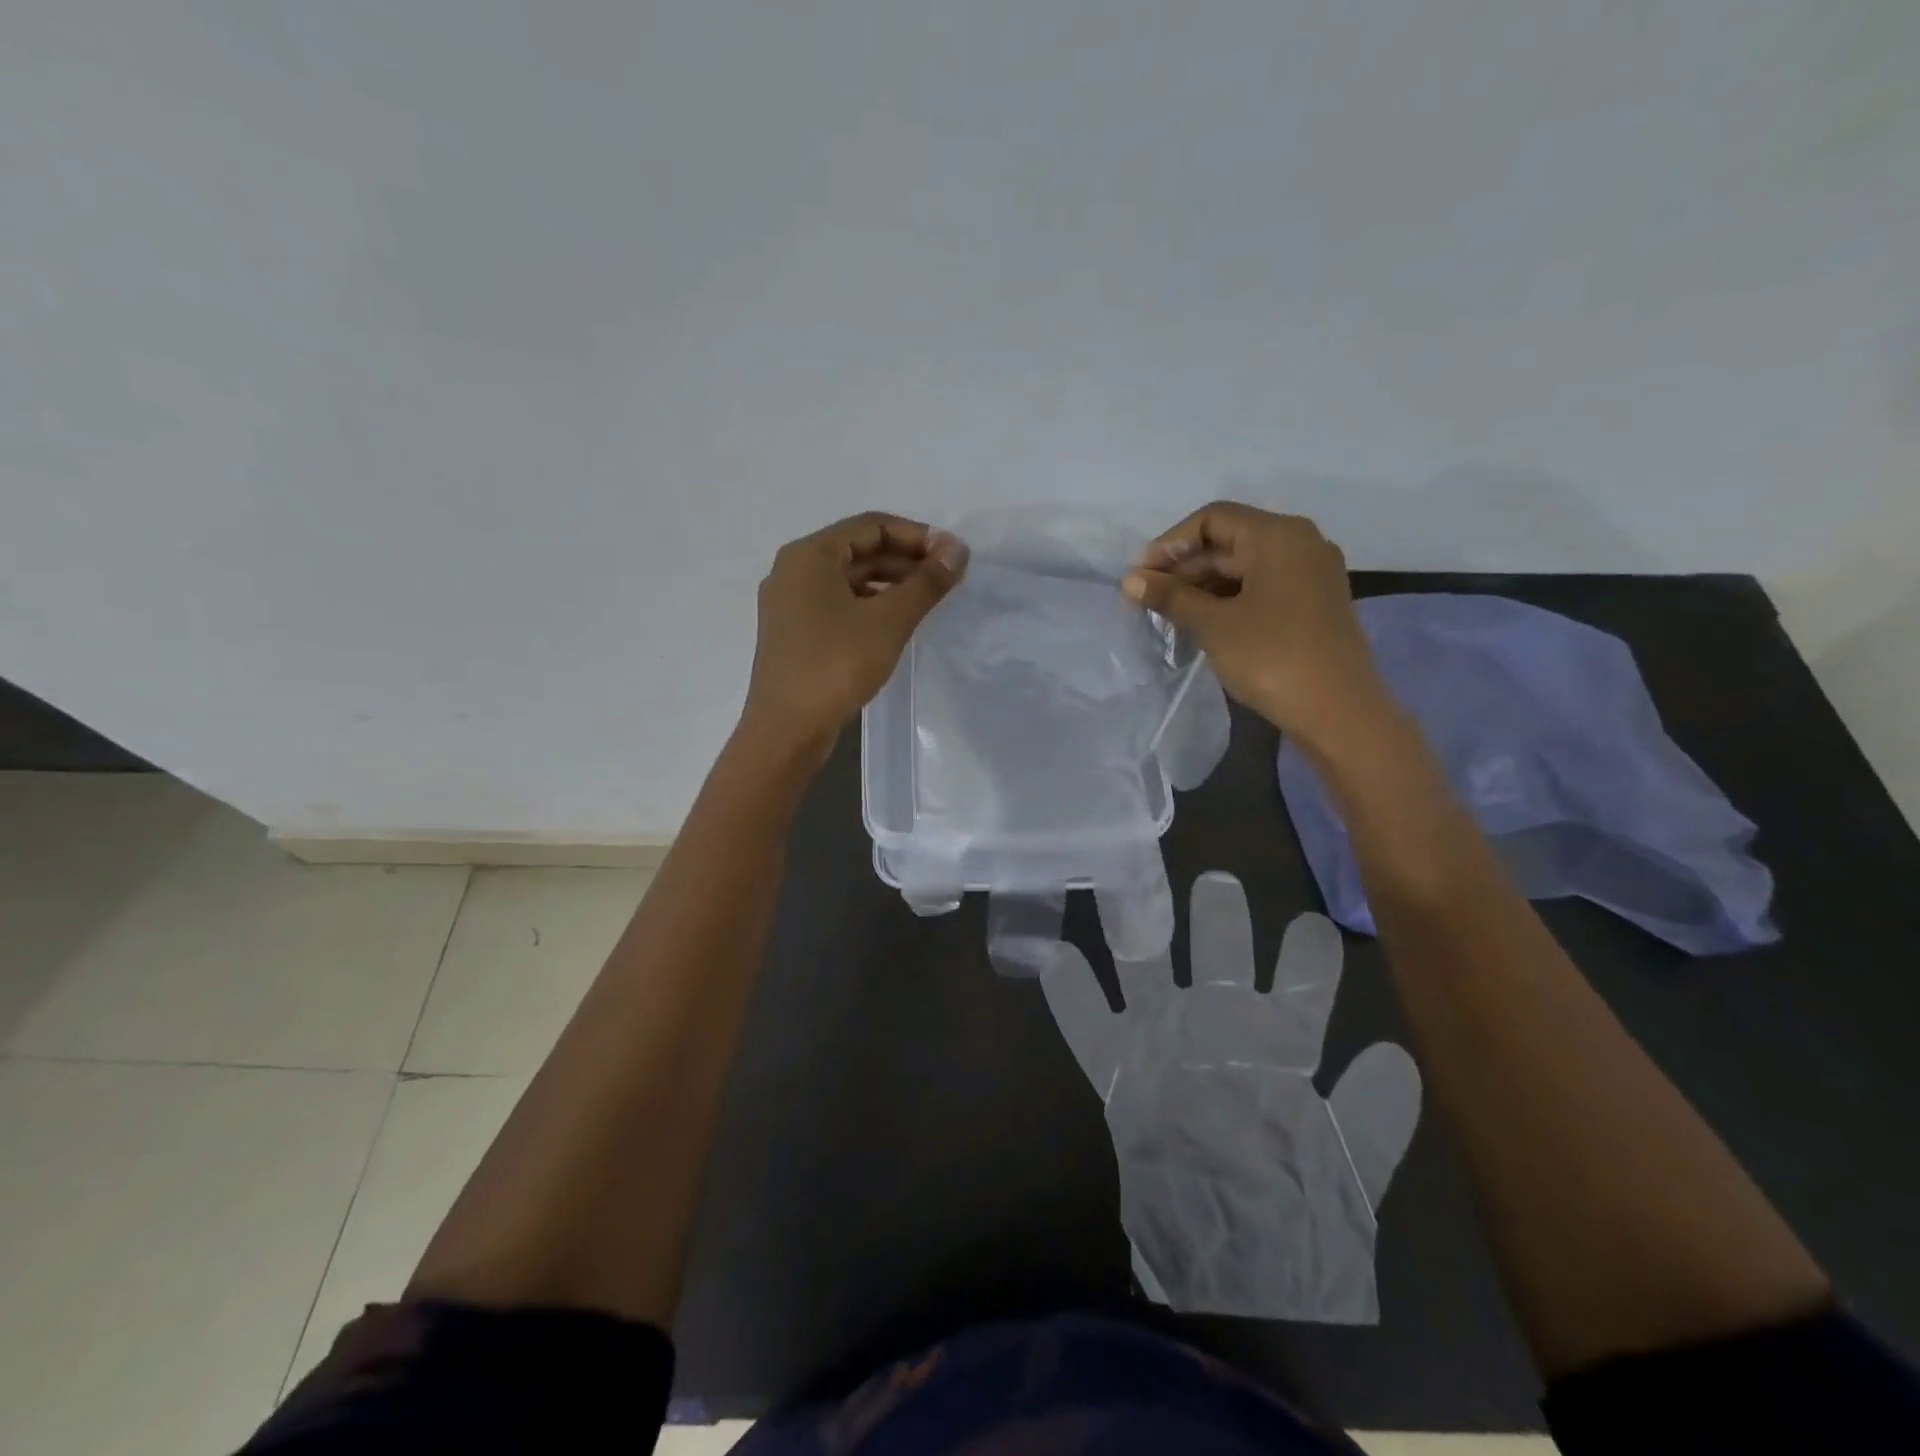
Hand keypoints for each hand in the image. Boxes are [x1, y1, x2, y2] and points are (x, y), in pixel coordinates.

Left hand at [742, 512, 968, 755]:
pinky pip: (838, 604)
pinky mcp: (794, 633)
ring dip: (889, 584)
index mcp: (809, 555)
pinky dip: (869, 605)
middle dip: (905, 560)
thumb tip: (958, 550)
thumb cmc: (836, 665)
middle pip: (858, 550)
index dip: (917, 536)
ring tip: (928, 601)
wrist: (787, 730)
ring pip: (848, 580)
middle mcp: (793, 571)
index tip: (952, 556)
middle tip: (946, 578)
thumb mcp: (889, 621)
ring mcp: (790, 604)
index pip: (871, 526)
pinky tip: (896, 624)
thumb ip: (926, 582)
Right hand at [1032, 871, 1421, 1321]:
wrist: (1230, 1273)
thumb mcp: (1346, 1174)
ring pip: (1151, 973)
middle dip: (1219, 925)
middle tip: (1217, 882)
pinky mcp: (1122, 1077)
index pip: (1297, 993)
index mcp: (1277, 1050)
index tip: (1312, 925)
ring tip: (1128, 891)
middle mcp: (1220, 1034)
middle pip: (1218, 964)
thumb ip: (1372, 1117)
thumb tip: (1391, 1054)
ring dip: (1140, 933)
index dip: (1307, 962)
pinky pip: (1088, 1031)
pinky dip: (1070, 998)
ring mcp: (1167, 1047)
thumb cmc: (1294, 1222)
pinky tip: (1052, 958)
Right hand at [1122, 502, 1393, 752]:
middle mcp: (1300, 543)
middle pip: (1229, 541)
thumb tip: (1130, 579)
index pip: (1212, 519)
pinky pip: (1261, 587)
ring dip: (1203, 587)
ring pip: (1244, 567)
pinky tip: (1201, 624)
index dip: (1170, 544)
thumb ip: (1170, 596)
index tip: (1140, 577)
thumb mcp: (1213, 625)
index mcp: (1278, 535)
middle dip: (1184, 568)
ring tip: (1167, 616)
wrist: (1339, 712)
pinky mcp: (1313, 603)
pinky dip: (1228, 599)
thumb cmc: (1272, 658)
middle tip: (1146, 600)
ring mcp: (1311, 574)